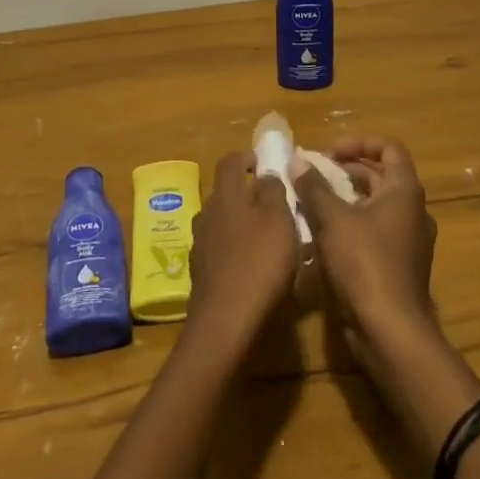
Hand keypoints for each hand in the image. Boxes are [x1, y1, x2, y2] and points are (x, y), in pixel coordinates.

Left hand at [185, 151, 300, 350]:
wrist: (226, 321)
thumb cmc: (259, 261)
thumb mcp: (279, 219)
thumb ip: (273, 191)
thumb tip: (265, 174)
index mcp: (226, 194)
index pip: (230, 161)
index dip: (248, 157)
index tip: (266, 163)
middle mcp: (207, 212)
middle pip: (226, 193)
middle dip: (248, 194)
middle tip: (276, 206)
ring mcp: (200, 243)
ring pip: (223, 222)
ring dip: (242, 224)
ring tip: (268, 240)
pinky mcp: (201, 272)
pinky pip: (220, 249)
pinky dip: (236, 250)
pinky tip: (254, 268)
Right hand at [293, 135, 437, 354]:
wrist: (391, 332)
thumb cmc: (364, 264)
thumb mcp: (332, 219)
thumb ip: (313, 186)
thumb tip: (298, 161)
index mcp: (404, 191)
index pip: (389, 148)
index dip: (358, 143)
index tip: (328, 153)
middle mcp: (413, 211)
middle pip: (380, 176)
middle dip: (344, 171)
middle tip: (312, 176)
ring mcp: (408, 240)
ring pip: (374, 206)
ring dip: (343, 199)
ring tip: (311, 204)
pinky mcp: (398, 265)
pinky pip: (373, 232)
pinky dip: (350, 225)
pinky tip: (321, 237)